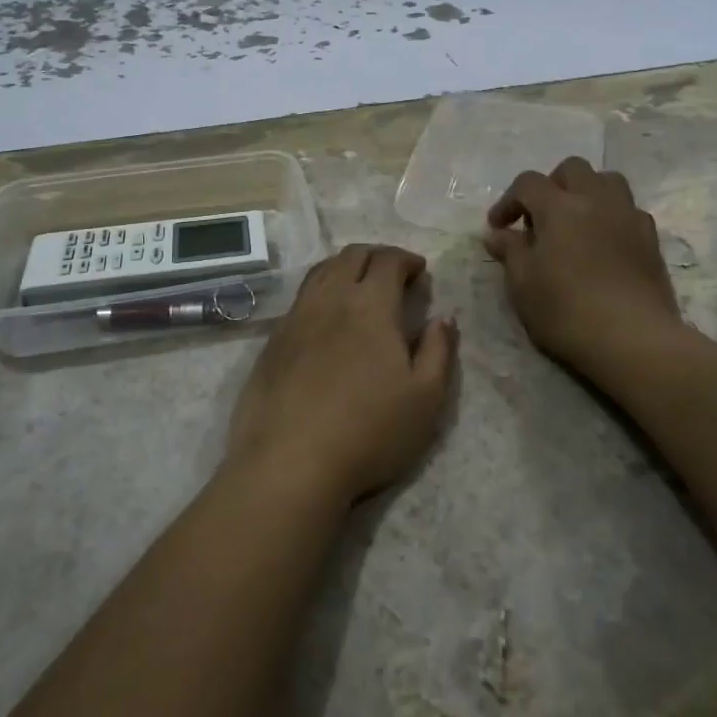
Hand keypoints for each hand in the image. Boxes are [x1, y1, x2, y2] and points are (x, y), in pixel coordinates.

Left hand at [227, 244, 457, 505]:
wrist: (290, 461)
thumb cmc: (369, 430)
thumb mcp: (426, 397)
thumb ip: (439, 351)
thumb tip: (443, 318)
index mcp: (370, 304)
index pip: (387, 260)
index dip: (406, 259)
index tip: (419, 271)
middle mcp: (331, 298)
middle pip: (351, 256)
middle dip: (377, 256)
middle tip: (393, 274)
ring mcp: (297, 317)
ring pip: (322, 271)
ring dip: (345, 268)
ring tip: (360, 287)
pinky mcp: (274, 340)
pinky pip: (301, 297)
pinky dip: (321, 291)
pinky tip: (327, 317)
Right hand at [485, 158, 682, 379]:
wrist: (633, 340)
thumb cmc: (566, 311)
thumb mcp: (523, 284)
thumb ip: (510, 251)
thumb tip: (498, 234)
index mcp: (559, 207)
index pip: (528, 183)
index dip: (508, 200)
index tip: (498, 227)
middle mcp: (596, 200)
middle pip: (572, 169)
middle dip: (551, 186)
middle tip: (539, 218)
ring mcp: (628, 216)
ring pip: (607, 181)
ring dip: (586, 192)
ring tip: (575, 223)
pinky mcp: (651, 239)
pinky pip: (629, 210)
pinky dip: (611, 216)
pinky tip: (603, 244)